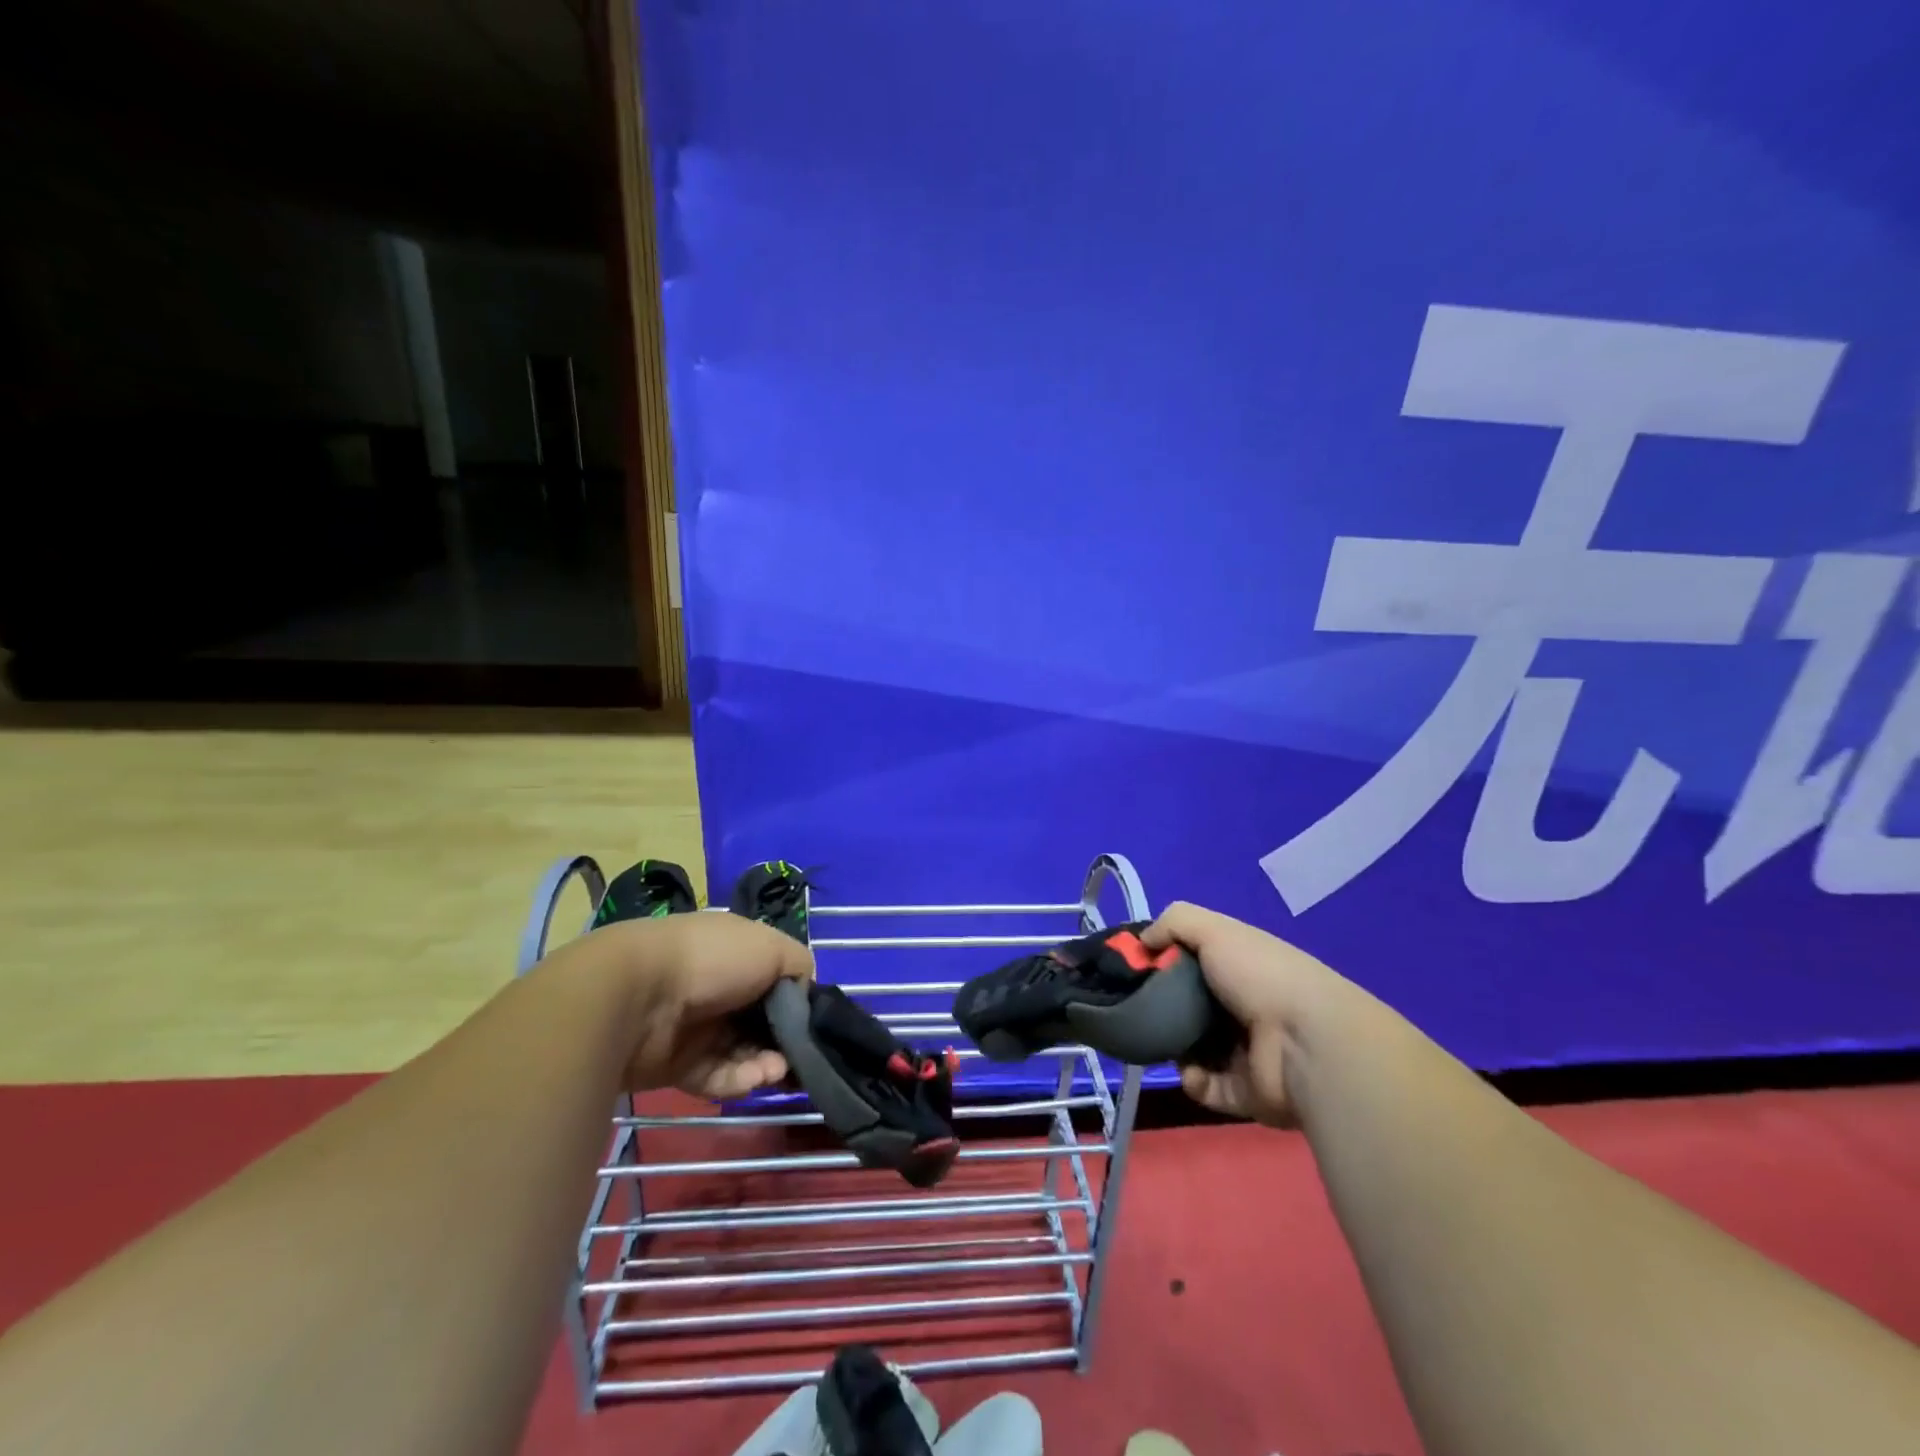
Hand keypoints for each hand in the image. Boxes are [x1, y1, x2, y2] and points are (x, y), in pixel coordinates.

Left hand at [604, 913, 814, 1100]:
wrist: (639, 998)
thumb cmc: (713, 960)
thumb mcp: (773, 948)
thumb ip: (800, 967)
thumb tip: (805, 993)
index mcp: (737, 953)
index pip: (775, 979)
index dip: (797, 1000)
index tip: (815, 1022)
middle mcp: (718, 987)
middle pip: (762, 1020)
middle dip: (786, 1040)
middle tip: (803, 1056)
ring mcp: (697, 1027)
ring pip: (743, 1051)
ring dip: (766, 1062)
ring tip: (777, 1070)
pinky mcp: (679, 1065)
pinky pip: (718, 1076)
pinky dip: (739, 1080)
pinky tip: (757, 1078)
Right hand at [1141, 902, 1347, 1126]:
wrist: (1308, 1043)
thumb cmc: (1259, 976)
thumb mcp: (1214, 930)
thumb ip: (1174, 923)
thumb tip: (1143, 941)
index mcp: (1241, 967)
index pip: (1194, 962)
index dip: (1163, 962)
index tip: (1134, 967)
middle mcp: (1244, 1006)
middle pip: (1188, 1007)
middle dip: (1161, 1009)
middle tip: (1139, 1010)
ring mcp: (1246, 1052)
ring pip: (1192, 1049)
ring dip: (1174, 1048)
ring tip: (1162, 1044)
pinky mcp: (1246, 1092)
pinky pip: (1207, 1086)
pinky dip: (1195, 1080)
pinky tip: (1192, 1071)